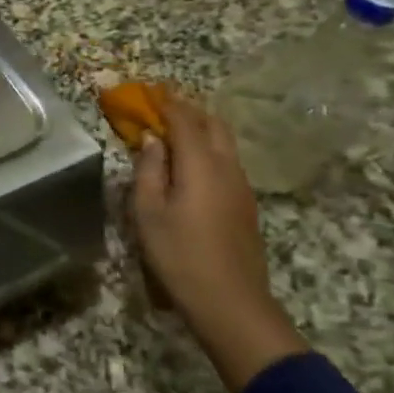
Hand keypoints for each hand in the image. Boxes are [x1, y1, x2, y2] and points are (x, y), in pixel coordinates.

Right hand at [131, 95, 306, 392]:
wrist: (231, 303)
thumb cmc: (180, 255)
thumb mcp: (148, 212)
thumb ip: (149, 169)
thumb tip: (152, 140)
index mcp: (201, 163)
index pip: (184, 118)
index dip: (165, 101)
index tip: (147, 90)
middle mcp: (228, 166)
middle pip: (212, 123)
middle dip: (187, 110)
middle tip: (161, 108)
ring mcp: (242, 185)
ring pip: (224, 142)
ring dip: (199, 129)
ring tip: (172, 133)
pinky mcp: (246, 204)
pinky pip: (227, 161)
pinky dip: (207, 150)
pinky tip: (190, 165)